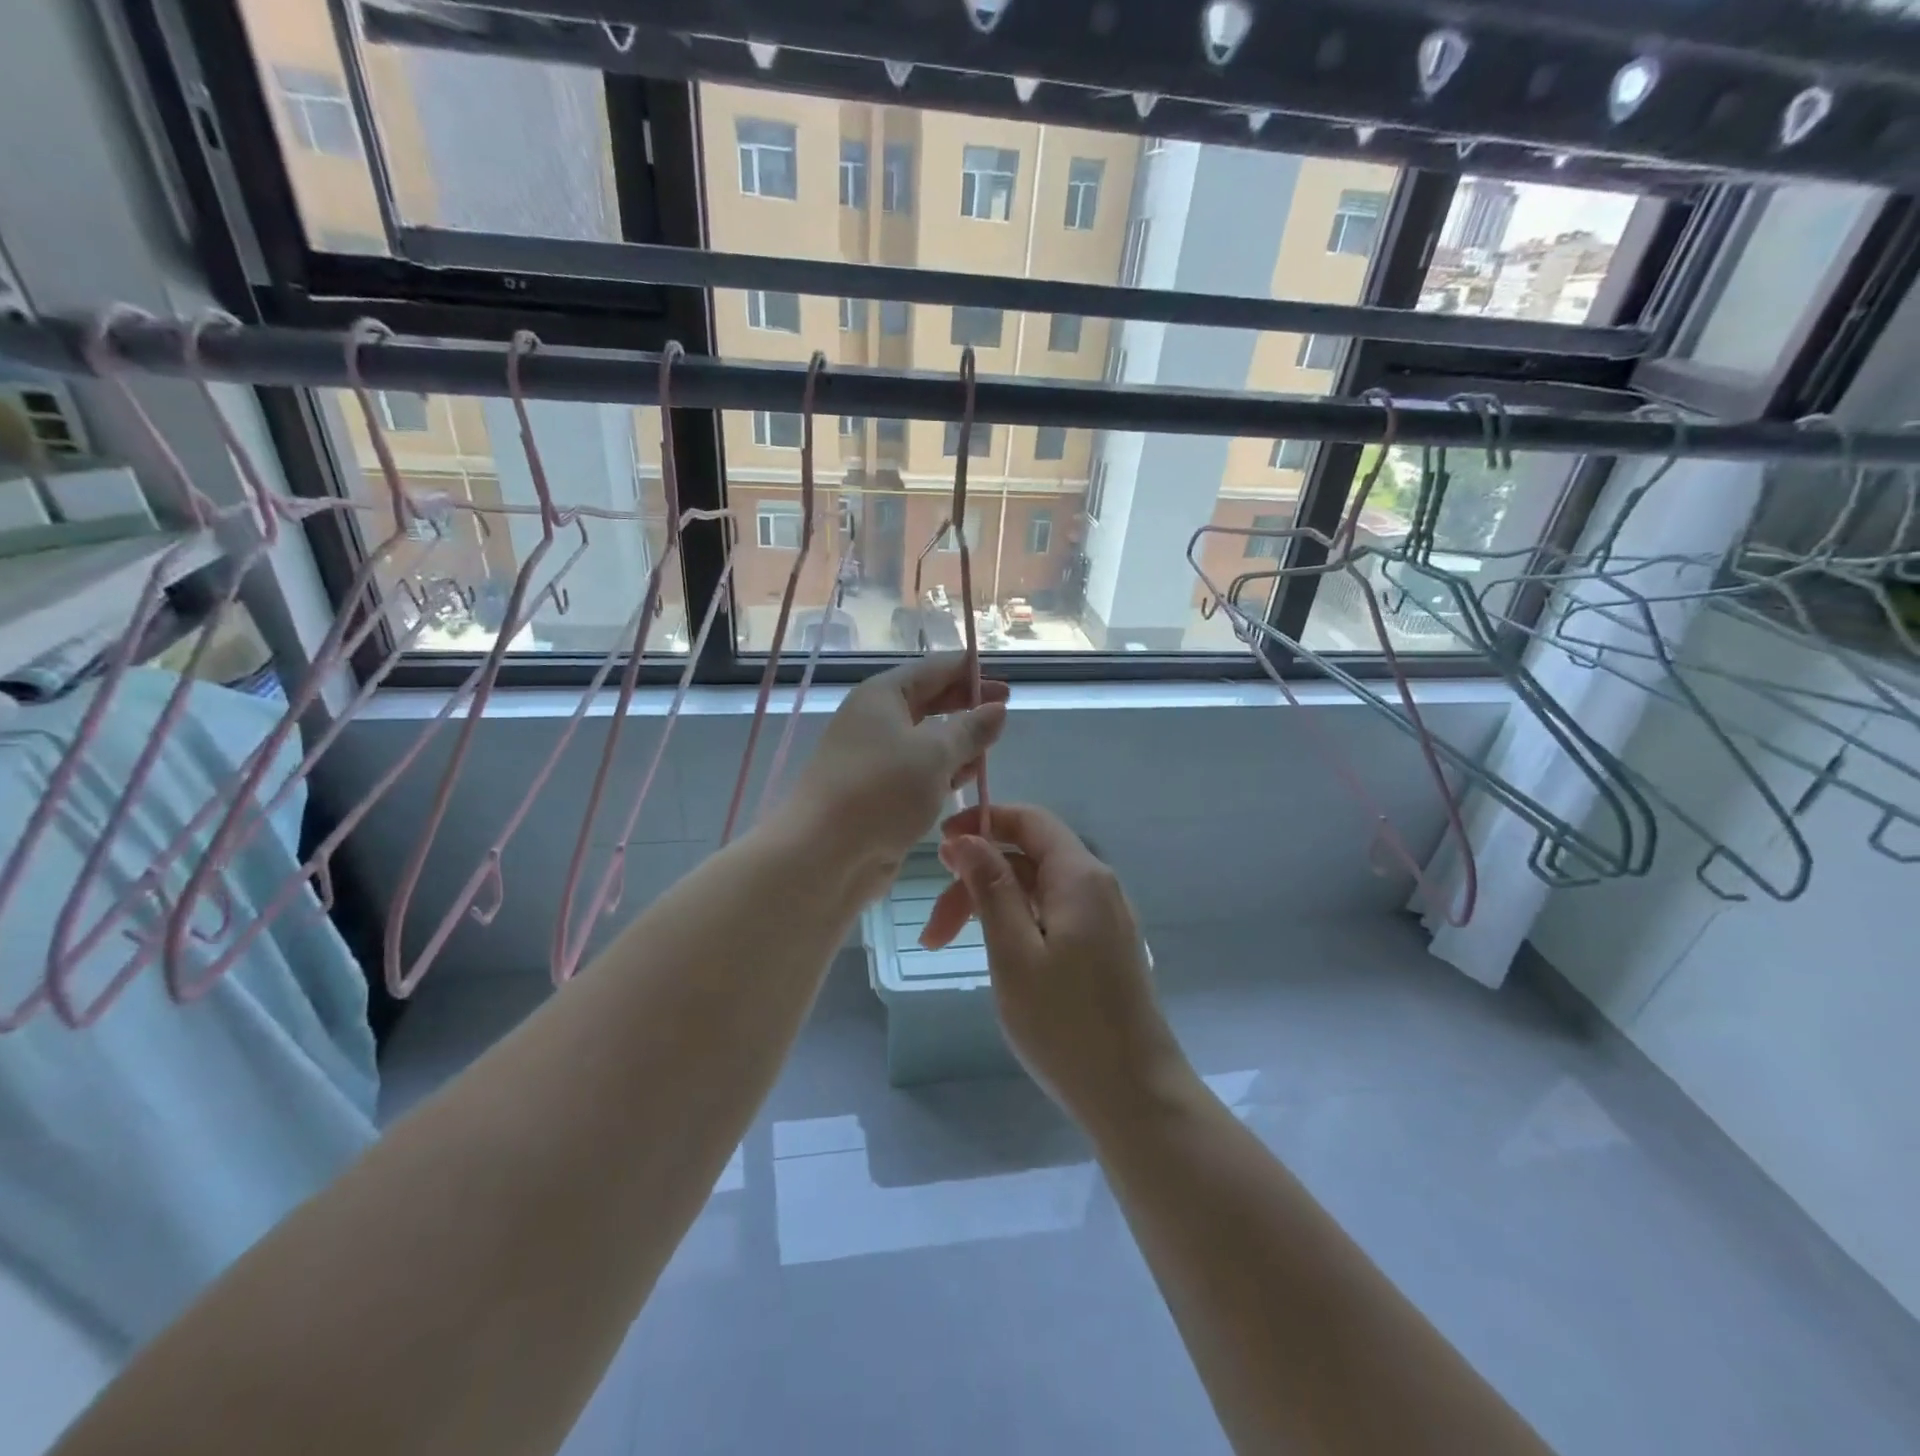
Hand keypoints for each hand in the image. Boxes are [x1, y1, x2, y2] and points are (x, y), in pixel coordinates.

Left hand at [784, 654, 1007, 897]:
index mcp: (882, 695)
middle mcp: (874, 720)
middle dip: (966, 707)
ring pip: (924, 739)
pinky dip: (942, 771)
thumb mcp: (935, 753)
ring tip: (990, 750)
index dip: (970, 672)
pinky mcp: (878, 792)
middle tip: (1004, 715)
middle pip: (928, 702)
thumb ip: (970, 729)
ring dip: (956, 742)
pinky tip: (965, 781)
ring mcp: (874, 758)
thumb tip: (997, 708)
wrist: (824, 855)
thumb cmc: (881, 791)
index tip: (1007, 684)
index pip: (933, 669)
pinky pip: (917, 771)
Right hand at [925, 803, 1187, 1126]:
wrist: (1135, 1095)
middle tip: (933, 931)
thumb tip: (969, 839)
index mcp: (1079, 877)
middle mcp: (1097, 886)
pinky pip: (1052, 914)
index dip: (983, 822)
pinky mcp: (1103, 947)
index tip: (940, 847)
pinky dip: (1015, 924)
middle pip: (1026, 859)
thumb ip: (992, 890)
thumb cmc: (1067, 1025)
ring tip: (948, 948)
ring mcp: (1103, 918)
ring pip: (1036, 890)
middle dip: (975, 881)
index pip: (1029, 820)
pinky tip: (995, 957)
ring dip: (990, 907)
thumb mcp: (1015, 954)